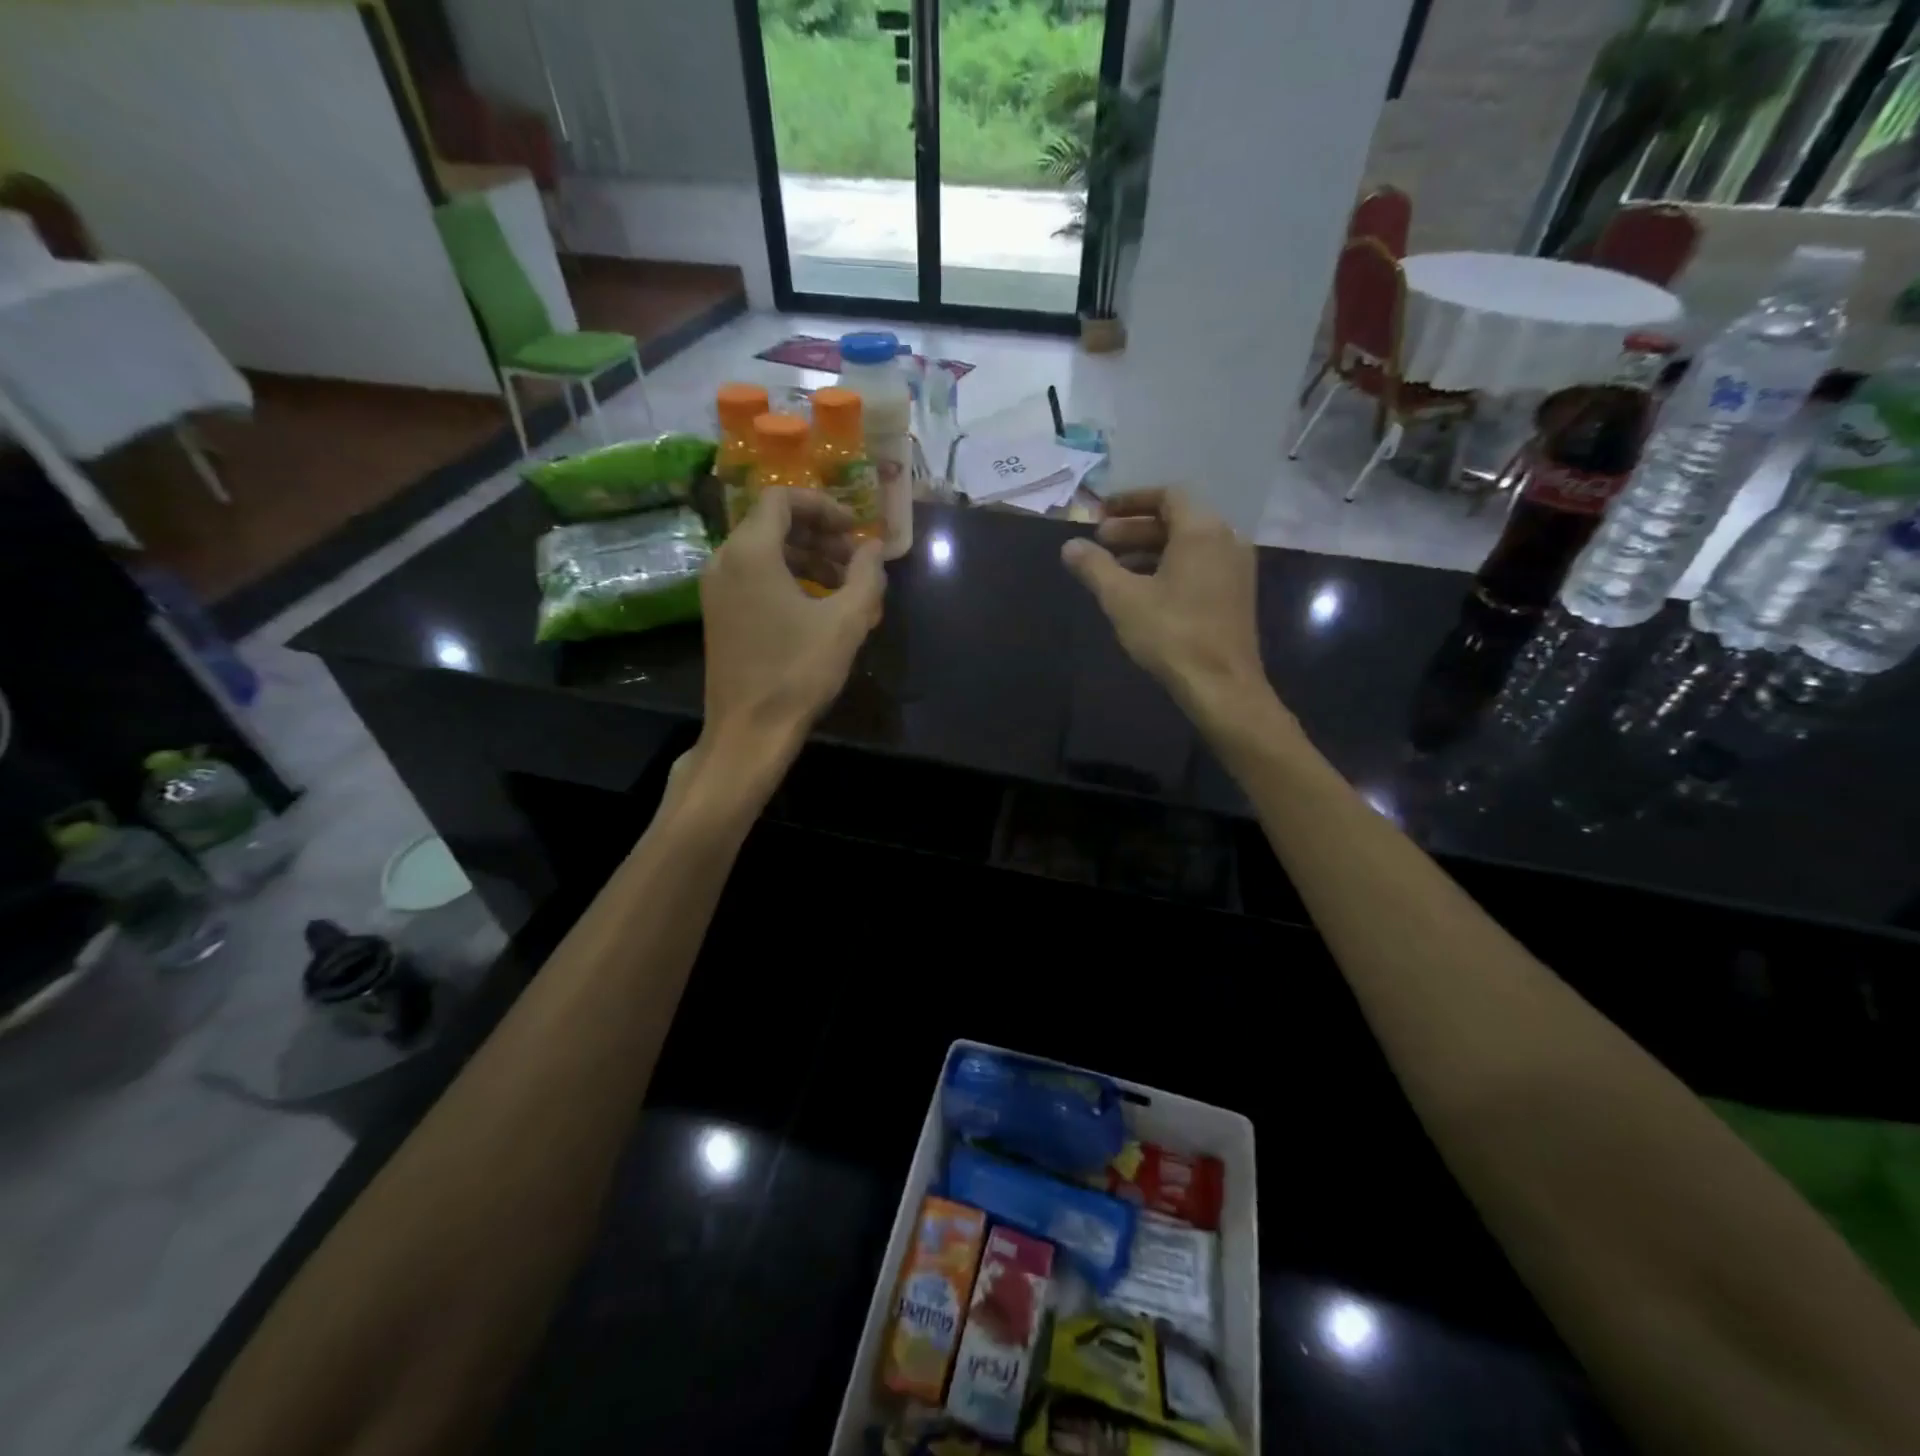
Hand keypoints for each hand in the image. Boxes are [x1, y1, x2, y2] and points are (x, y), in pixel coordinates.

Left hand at [697, 487, 884, 771]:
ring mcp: (716, 589)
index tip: (854, 528)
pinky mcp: (719, 614)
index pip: (782, 500)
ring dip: (806, 557)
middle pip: (772, 524)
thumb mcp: (846, 622)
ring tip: (844, 585)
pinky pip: (753, 577)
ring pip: (764, 552)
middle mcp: (724, 561)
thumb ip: (867, 576)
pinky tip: (817, 606)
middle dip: (818, 534)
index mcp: (750, 552)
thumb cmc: (798, 672)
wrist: (749, 731)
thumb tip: (874, 548)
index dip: (822, 506)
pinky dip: (787, 577)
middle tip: (855, 559)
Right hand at [1061, 488, 1268, 725]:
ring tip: (1114, 568)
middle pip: (1177, 520)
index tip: (1101, 513)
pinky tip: (1142, 590)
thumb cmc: (1171, 634)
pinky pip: (1199, 565)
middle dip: (1135, 528)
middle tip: (1100, 543)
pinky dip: (1169, 567)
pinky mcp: (1235, 594)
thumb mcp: (1122, 598)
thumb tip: (1069, 545)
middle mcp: (1225, 540)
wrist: (1221, 685)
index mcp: (1202, 531)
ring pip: (1188, 545)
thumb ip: (1094, 566)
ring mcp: (1235, 568)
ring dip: (1149, 549)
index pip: (1167, 495)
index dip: (1131, 501)